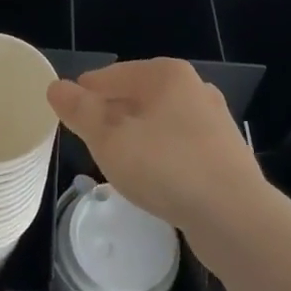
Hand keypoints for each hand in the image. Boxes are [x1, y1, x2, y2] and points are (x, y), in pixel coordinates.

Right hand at [47, 59, 269, 237]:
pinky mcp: (224, 153)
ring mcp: (213, 120)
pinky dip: (159, 155)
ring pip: (159, 122)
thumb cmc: (166, 167)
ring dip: (135, 137)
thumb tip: (55, 87)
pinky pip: (178, 146)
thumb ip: (81, 111)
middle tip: (87, 139)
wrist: (235, 217)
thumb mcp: (110, 139)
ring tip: (115, 160)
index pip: (112, 75)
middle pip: (137, 96)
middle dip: (111, 114)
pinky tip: (151, 178)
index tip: (67, 113)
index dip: (85, 93)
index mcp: (167, 74)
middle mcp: (194, 88)